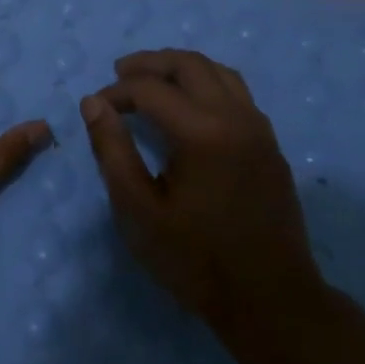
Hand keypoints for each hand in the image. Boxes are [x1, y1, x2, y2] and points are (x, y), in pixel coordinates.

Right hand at [81, 48, 321, 331]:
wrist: (270, 299)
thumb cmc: (196, 260)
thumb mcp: (138, 211)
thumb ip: (113, 151)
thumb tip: (93, 103)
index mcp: (202, 132)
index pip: (150, 89)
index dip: (117, 92)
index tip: (95, 108)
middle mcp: (236, 117)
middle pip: (190, 65)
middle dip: (150, 64)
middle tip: (119, 73)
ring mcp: (259, 129)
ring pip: (219, 72)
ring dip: (182, 68)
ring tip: (152, 81)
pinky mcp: (270, 145)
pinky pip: (238, 93)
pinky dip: (208, 84)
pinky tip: (191, 107)